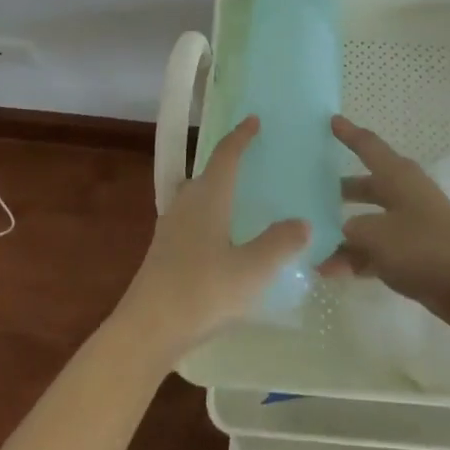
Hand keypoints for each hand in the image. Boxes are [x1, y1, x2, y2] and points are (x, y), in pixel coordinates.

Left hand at [112, 116, 308, 366]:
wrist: (147, 329)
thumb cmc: (202, 291)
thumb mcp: (251, 270)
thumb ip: (279, 244)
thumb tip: (302, 222)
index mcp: (208, 197)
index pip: (225, 155)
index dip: (240, 136)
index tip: (253, 120)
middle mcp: (186, 204)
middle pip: (207, 174)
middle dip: (228, 165)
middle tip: (253, 164)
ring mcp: (170, 228)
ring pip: (196, 199)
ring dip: (217, 193)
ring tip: (240, 203)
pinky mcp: (163, 252)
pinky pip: (190, 221)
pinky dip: (208, 218)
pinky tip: (221, 242)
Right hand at [324, 115, 449, 333]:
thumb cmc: (425, 247)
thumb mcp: (377, 235)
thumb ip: (350, 231)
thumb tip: (340, 232)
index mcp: (398, 176)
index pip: (368, 146)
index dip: (348, 133)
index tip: (331, 120)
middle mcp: (404, 195)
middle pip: (365, 186)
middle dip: (339, 190)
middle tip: (309, 190)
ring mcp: (410, 226)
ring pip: (368, 222)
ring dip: (342, 232)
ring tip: (310, 241)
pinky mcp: (414, 255)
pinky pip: (376, 250)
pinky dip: (355, 258)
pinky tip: (329, 271)